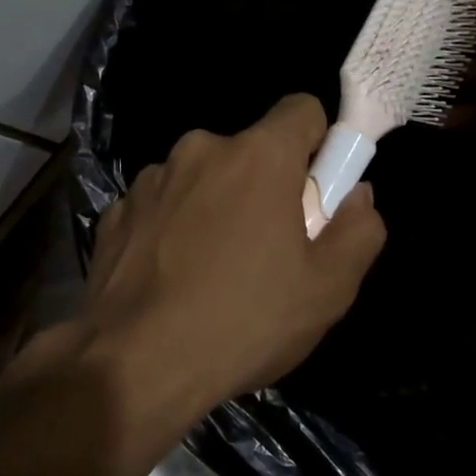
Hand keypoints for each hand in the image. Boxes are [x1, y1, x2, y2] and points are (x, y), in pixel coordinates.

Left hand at [76, 94, 385, 450]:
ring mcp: (151, 179)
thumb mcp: (327, 289)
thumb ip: (359, 230)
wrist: (134, 365)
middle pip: (251, 151)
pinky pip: (163, 206)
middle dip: (266, 187)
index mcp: (258, 155)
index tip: (315, 194)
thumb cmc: (243, 323)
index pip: (302, 110)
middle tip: (268, 250)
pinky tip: (172, 279)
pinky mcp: (117, 211)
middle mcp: (200, 149)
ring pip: (203, 179)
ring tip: (214, 273)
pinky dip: (174, 229)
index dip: (318, 146)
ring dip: (216, 207)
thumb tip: (356, 194)